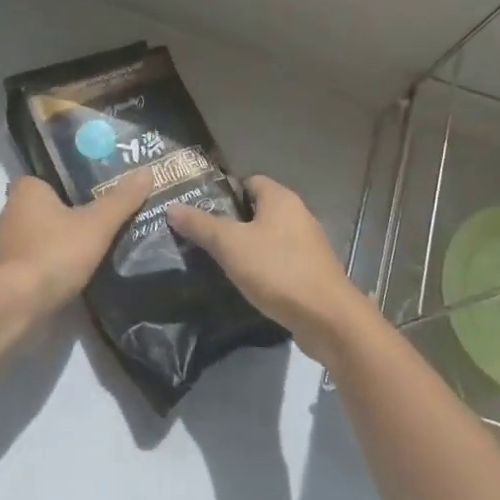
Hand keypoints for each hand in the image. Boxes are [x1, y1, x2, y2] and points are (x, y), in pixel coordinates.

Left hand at [0, 171, 153, 324]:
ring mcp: (3, 245)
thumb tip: (147, 172)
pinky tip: (69, 272)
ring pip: (35, 234)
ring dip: (54, 240)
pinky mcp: (4, 273)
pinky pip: (31, 260)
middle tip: (95, 219)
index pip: (44, 178)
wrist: (17, 304)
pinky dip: (47, 263)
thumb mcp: (96, 225)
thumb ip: (121, 200)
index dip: (64, 184)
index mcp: (26, 191)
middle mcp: (8, 212)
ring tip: (87, 247)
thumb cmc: (55, 253)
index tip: (89, 193)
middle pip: (40, 207)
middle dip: (62, 213)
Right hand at [166, 176, 379, 365]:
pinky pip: (278, 260)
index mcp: (280, 198)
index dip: (223, 192)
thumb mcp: (230, 245)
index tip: (198, 210)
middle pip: (256, 210)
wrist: (326, 317)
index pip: (248, 181)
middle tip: (199, 237)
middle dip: (230, 222)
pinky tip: (243, 282)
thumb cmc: (277, 270)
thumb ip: (201, 224)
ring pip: (267, 237)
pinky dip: (260, 267)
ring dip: (245, 247)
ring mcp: (307, 245)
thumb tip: (173, 207)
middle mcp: (297, 215)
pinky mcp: (310, 271)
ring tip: (215, 261)